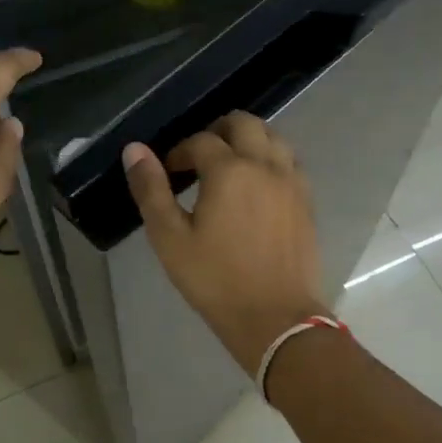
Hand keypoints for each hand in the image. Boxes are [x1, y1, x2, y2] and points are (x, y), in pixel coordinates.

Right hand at [122, 112, 328, 374]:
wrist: (277, 319)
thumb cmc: (216, 280)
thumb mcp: (170, 239)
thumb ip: (151, 190)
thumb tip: (134, 149)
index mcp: (229, 170)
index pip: (201, 140)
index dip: (180, 152)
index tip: (170, 173)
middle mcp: (265, 165)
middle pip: (244, 123)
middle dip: (218, 131)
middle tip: (200, 157)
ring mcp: (291, 181)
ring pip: (273, 137)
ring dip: (249, 140)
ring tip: (230, 165)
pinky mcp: (307, 201)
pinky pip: (290, 161)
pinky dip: (271, 159)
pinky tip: (258, 185)